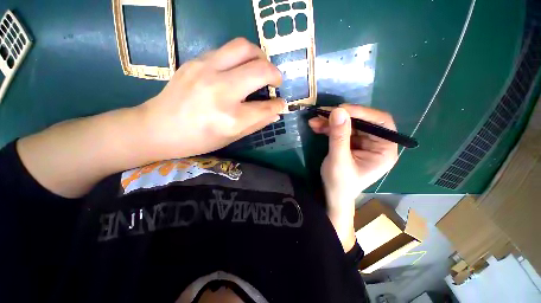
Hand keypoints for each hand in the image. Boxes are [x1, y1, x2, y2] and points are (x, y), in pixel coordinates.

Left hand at [138, 38, 284, 159]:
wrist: (157, 127)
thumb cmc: (197, 140)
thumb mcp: (231, 138)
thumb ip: (256, 124)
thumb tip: (275, 113)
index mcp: (231, 119)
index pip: (266, 107)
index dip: (278, 105)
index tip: (281, 103)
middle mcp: (221, 91)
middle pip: (260, 70)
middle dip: (275, 74)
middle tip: (275, 81)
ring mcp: (206, 71)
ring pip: (245, 48)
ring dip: (260, 57)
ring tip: (260, 69)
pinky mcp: (195, 61)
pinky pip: (227, 50)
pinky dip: (240, 58)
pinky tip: (238, 70)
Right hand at [308, 104, 397, 249]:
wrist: (332, 195)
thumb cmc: (340, 183)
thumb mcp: (339, 160)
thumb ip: (339, 136)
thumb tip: (337, 111)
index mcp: (384, 150)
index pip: (380, 122)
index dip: (362, 113)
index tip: (340, 109)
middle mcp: (376, 143)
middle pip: (361, 121)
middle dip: (340, 117)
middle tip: (322, 113)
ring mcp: (362, 143)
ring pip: (348, 124)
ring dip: (330, 122)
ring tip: (313, 121)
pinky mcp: (350, 143)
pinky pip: (340, 130)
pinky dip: (328, 128)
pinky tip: (316, 126)